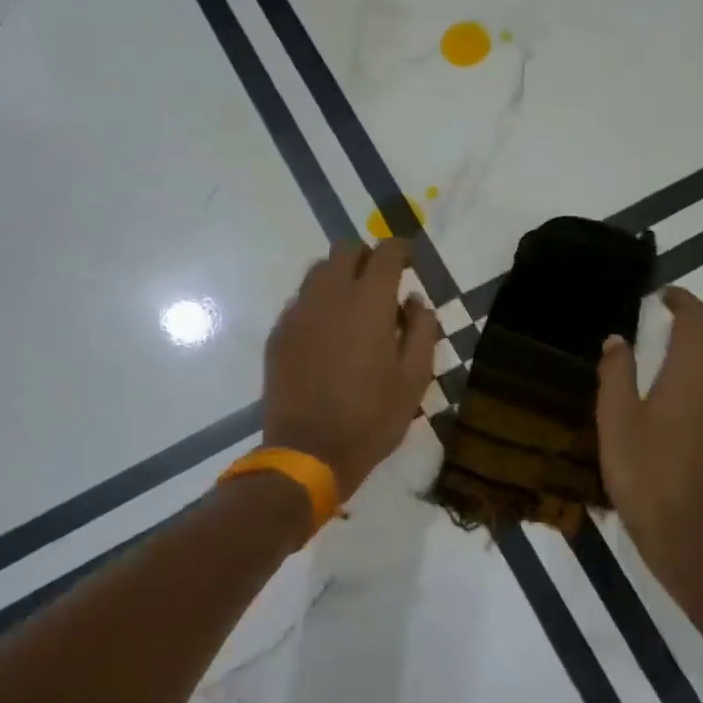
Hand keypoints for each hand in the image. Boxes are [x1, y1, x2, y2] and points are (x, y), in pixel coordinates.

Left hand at [263, 239, 438, 501]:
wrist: (309, 452)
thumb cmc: (372, 418)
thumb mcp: (415, 379)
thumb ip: (422, 330)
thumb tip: (414, 301)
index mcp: (369, 302)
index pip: (385, 252)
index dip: (401, 250)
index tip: (410, 262)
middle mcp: (330, 295)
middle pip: (345, 250)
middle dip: (367, 257)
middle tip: (382, 283)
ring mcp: (299, 313)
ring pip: (318, 272)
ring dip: (340, 277)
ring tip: (354, 308)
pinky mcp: (279, 333)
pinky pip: (301, 301)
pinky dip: (319, 303)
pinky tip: (328, 334)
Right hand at [596, 286, 702, 594]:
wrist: (695, 537)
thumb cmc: (646, 476)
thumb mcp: (616, 422)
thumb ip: (616, 374)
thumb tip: (617, 339)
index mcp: (694, 372)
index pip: (697, 318)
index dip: (682, 300)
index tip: (664, 296)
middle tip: (676, 313)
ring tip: (685, 343)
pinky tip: (696, 383)